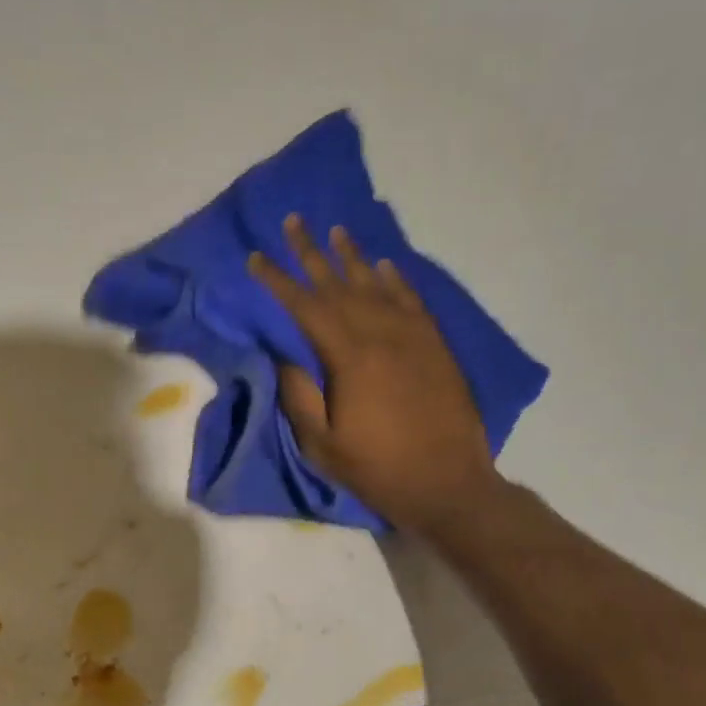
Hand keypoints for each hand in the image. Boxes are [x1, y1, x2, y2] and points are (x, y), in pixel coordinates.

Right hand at [249, 215, 498, 528]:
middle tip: (293, 221)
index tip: (257, 258)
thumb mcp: (322, 443)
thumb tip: (284, 354)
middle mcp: (382, 335)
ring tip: (334, 230)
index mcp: (349, 358)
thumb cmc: (377, 468)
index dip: (278, 281)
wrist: (448, 483)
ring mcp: (413, 337)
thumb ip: (299, 395)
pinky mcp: (435, 346)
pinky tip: (383, 264)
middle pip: (339, 284)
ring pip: (377, 285)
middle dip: (311, 253)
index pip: (305, 307)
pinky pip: (412, 301)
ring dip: (353, 256)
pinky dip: (395, 280)